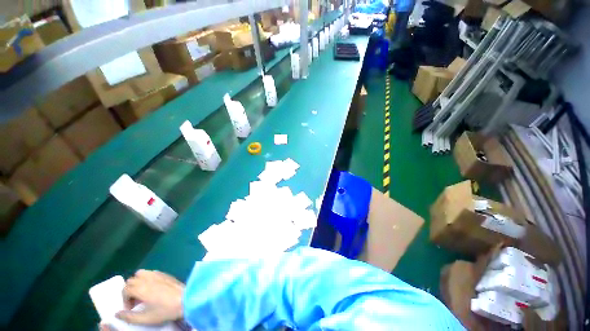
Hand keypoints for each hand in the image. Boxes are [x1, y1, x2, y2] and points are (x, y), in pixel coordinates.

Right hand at [116, 270, 184, 324]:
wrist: (185, 300)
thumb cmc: (165, 310)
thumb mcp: (145, 318)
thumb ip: (128, 317)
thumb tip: (116, 314)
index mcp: (141, 288)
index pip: (124, 289)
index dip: (124, 300)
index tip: (130, 308)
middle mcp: (147, 278)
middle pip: (131, 280)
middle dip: (129, 291)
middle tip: (135, 301)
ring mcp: (157, 274)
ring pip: (141, 273)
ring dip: (137, 282)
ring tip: (142, 293)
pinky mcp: (165, 274)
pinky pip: (151, 272)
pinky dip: (147, 278)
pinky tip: (152, 288)